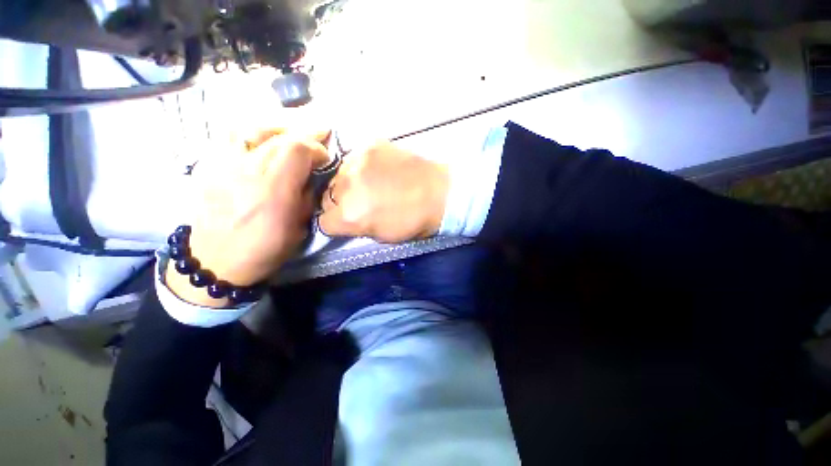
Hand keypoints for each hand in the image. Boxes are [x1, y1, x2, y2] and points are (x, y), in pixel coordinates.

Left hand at [166, 129, 330, 306]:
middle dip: (304, 132)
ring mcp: (223, 165)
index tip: (325, 157)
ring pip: (251, 127)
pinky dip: (254, 131)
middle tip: (319, 132)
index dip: (316, 148)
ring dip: (278, 124)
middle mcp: (246, 171)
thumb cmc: (264, 249)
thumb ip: (307, 197)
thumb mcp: (299, 228)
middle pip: (278, 136)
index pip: (297, 150)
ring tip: (293, 127)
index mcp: (274, 191)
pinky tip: (265, 136)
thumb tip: (312, 176)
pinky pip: (232, 136)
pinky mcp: (209, 166)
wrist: (214, 261)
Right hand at [318, 140, 448, 242]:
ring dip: (350, 183)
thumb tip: (347, 220)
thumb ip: (358, 228)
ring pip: (339, 176)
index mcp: (350, 215)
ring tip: (370, 184)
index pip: (324, 221)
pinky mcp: (369, 146)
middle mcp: (346, 187)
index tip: (348, 221)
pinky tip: (378, 170)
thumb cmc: (415, 221)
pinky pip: (355, 159)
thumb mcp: (383, 236)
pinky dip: (362, 167)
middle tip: (360, 202)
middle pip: (327, 197)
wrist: (440, 192)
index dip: (336, 224)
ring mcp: (357, 162)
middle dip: (340, 203)